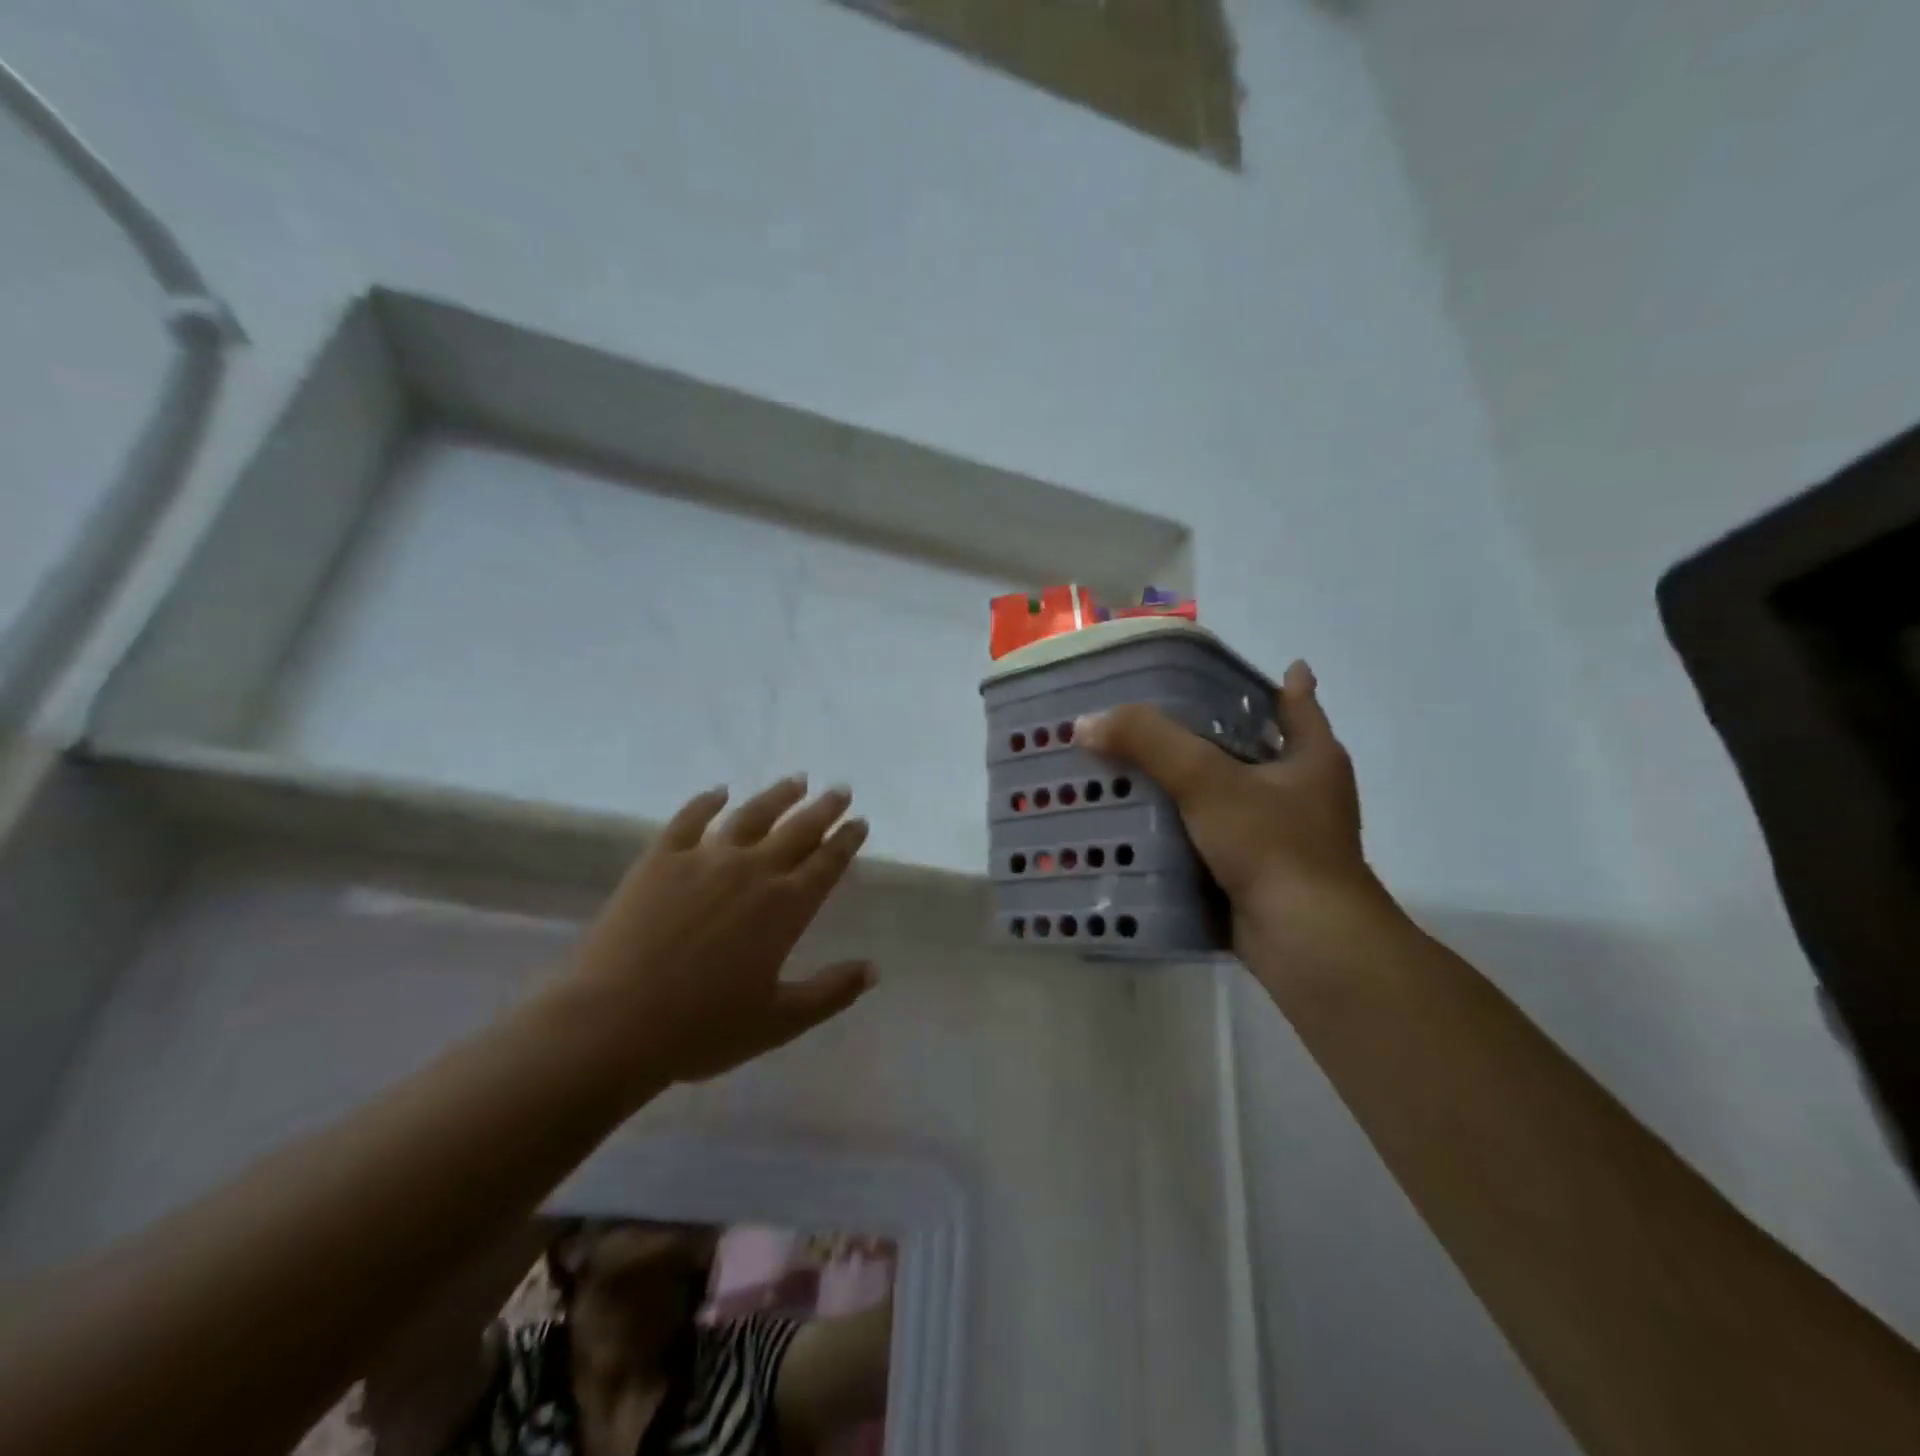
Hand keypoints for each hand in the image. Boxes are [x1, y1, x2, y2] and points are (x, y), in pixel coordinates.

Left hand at [564, 776, 874, 1085]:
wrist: (613, 1023)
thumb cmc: (702, 1028)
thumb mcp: (779, 1022)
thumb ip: (831, 993)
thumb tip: (874, 969)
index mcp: (785, 907)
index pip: (826, 863)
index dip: (846, 841)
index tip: (860, 822)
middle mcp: (752, 871)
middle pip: (797, 830)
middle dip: (823, 809)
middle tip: (840, 790)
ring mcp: (704, 859)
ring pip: (751, 816)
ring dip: (778, 796)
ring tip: (796, 781)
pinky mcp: (660, 859)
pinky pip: (689, 819)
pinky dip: (706, 802)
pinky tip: (719, 792)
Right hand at [1077, 661, 1394, 959]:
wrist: (1305, 941)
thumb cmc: (1272, 844)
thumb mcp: (1206, 780)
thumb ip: (1148, 744)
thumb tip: (1086, 723)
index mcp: (1312, 758)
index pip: (1295, 703)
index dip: (1280, 682)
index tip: (1257, 666)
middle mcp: (1305, 794)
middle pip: (1257, 749)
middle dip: (1218, 734)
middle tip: (1166, 716)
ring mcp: (1285, 838)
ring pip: (1233, 797)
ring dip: (1196, 786)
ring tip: (1142, 768)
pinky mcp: (1261, 875)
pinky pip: (1217, 839)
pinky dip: (1189, 830)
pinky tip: (1148, 825)